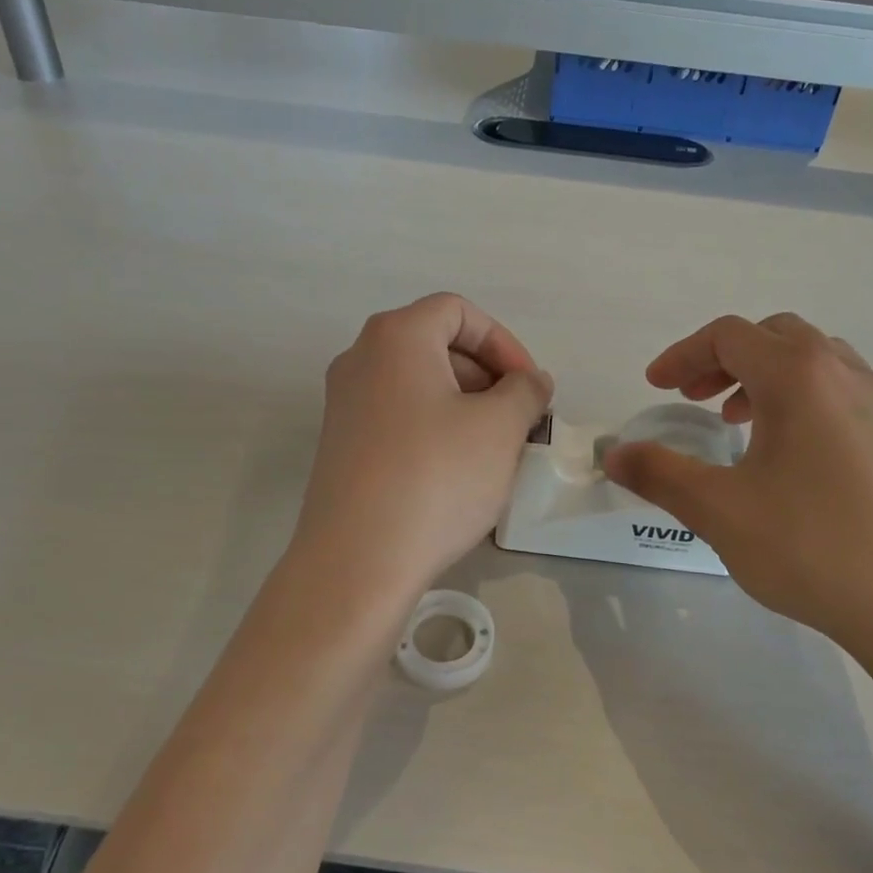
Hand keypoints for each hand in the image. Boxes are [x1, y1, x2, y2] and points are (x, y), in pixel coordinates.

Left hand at [294, 293, 552, 594]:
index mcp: (395, 337)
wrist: (358, 560)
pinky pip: (398, 417)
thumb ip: (525, 390)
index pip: (458, 311)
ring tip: (493, 448)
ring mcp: (344, 403)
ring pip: (418, 384)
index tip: (528, 387)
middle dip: (486, 375)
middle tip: (517, 419)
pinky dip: (434, 427)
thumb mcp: (499, 428)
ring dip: (464, 404)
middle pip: (435, 344)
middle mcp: (360, 359)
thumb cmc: (436, 477)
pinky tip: (456, 471)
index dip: (503, 342)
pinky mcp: (341, 445)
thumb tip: (531, 380)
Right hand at [602, 314, 872, 660]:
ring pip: (812, 359)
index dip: (683, 355)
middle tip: (693, 399)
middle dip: (722, 359)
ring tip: (735, 422)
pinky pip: (838, 390)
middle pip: (773, 335)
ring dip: (763, 375)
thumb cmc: (811, 547)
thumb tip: (613, 454)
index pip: (729, 336)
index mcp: (798, 376)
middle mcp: (843, 374)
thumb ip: (659, 474)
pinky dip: (799, 397)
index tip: (655, 388)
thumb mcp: (719, 511)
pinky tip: (787, 454)